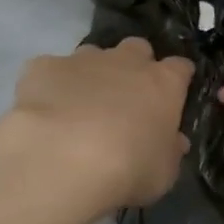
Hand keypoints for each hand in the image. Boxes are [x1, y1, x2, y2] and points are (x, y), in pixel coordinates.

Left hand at [4, 38, 193, 215]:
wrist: (61, 160)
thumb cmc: (126, 169)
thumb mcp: (162, 173)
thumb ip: (169, 152)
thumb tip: (175, 142)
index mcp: (163, 83)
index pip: (180, 68)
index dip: (177, 80)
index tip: (173, 96)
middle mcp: (126, 61)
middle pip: (137, 49)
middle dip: (134, 66)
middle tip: (125, 99)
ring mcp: (83, 60)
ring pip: (93, 55)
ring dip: (92, 73)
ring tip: (79, 107)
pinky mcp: (43, 67)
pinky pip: (50, 70)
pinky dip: (50, 86)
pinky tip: (43, 111)